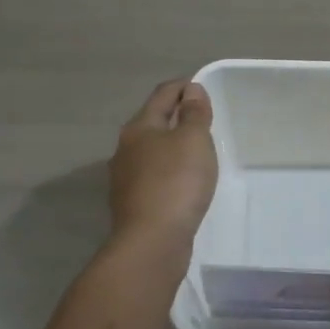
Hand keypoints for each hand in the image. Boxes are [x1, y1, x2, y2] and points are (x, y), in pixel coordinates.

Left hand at [109, 79, 216, 244]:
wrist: (152, 241)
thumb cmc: (176, 182)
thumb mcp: (193, 140)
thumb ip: (194, 113)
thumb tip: (191, 90)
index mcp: (139, 127)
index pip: (162, 95)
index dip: (183, 87)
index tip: (202, 88)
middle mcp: (126, 149)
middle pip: (153, 122)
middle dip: (176, 117)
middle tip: (203, 120)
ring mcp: (126, 178)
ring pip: (152, 151)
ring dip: (171, 147)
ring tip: (196, 151)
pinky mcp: (133, 204)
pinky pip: (154, 177)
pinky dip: (169, 171)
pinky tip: (183, 182)